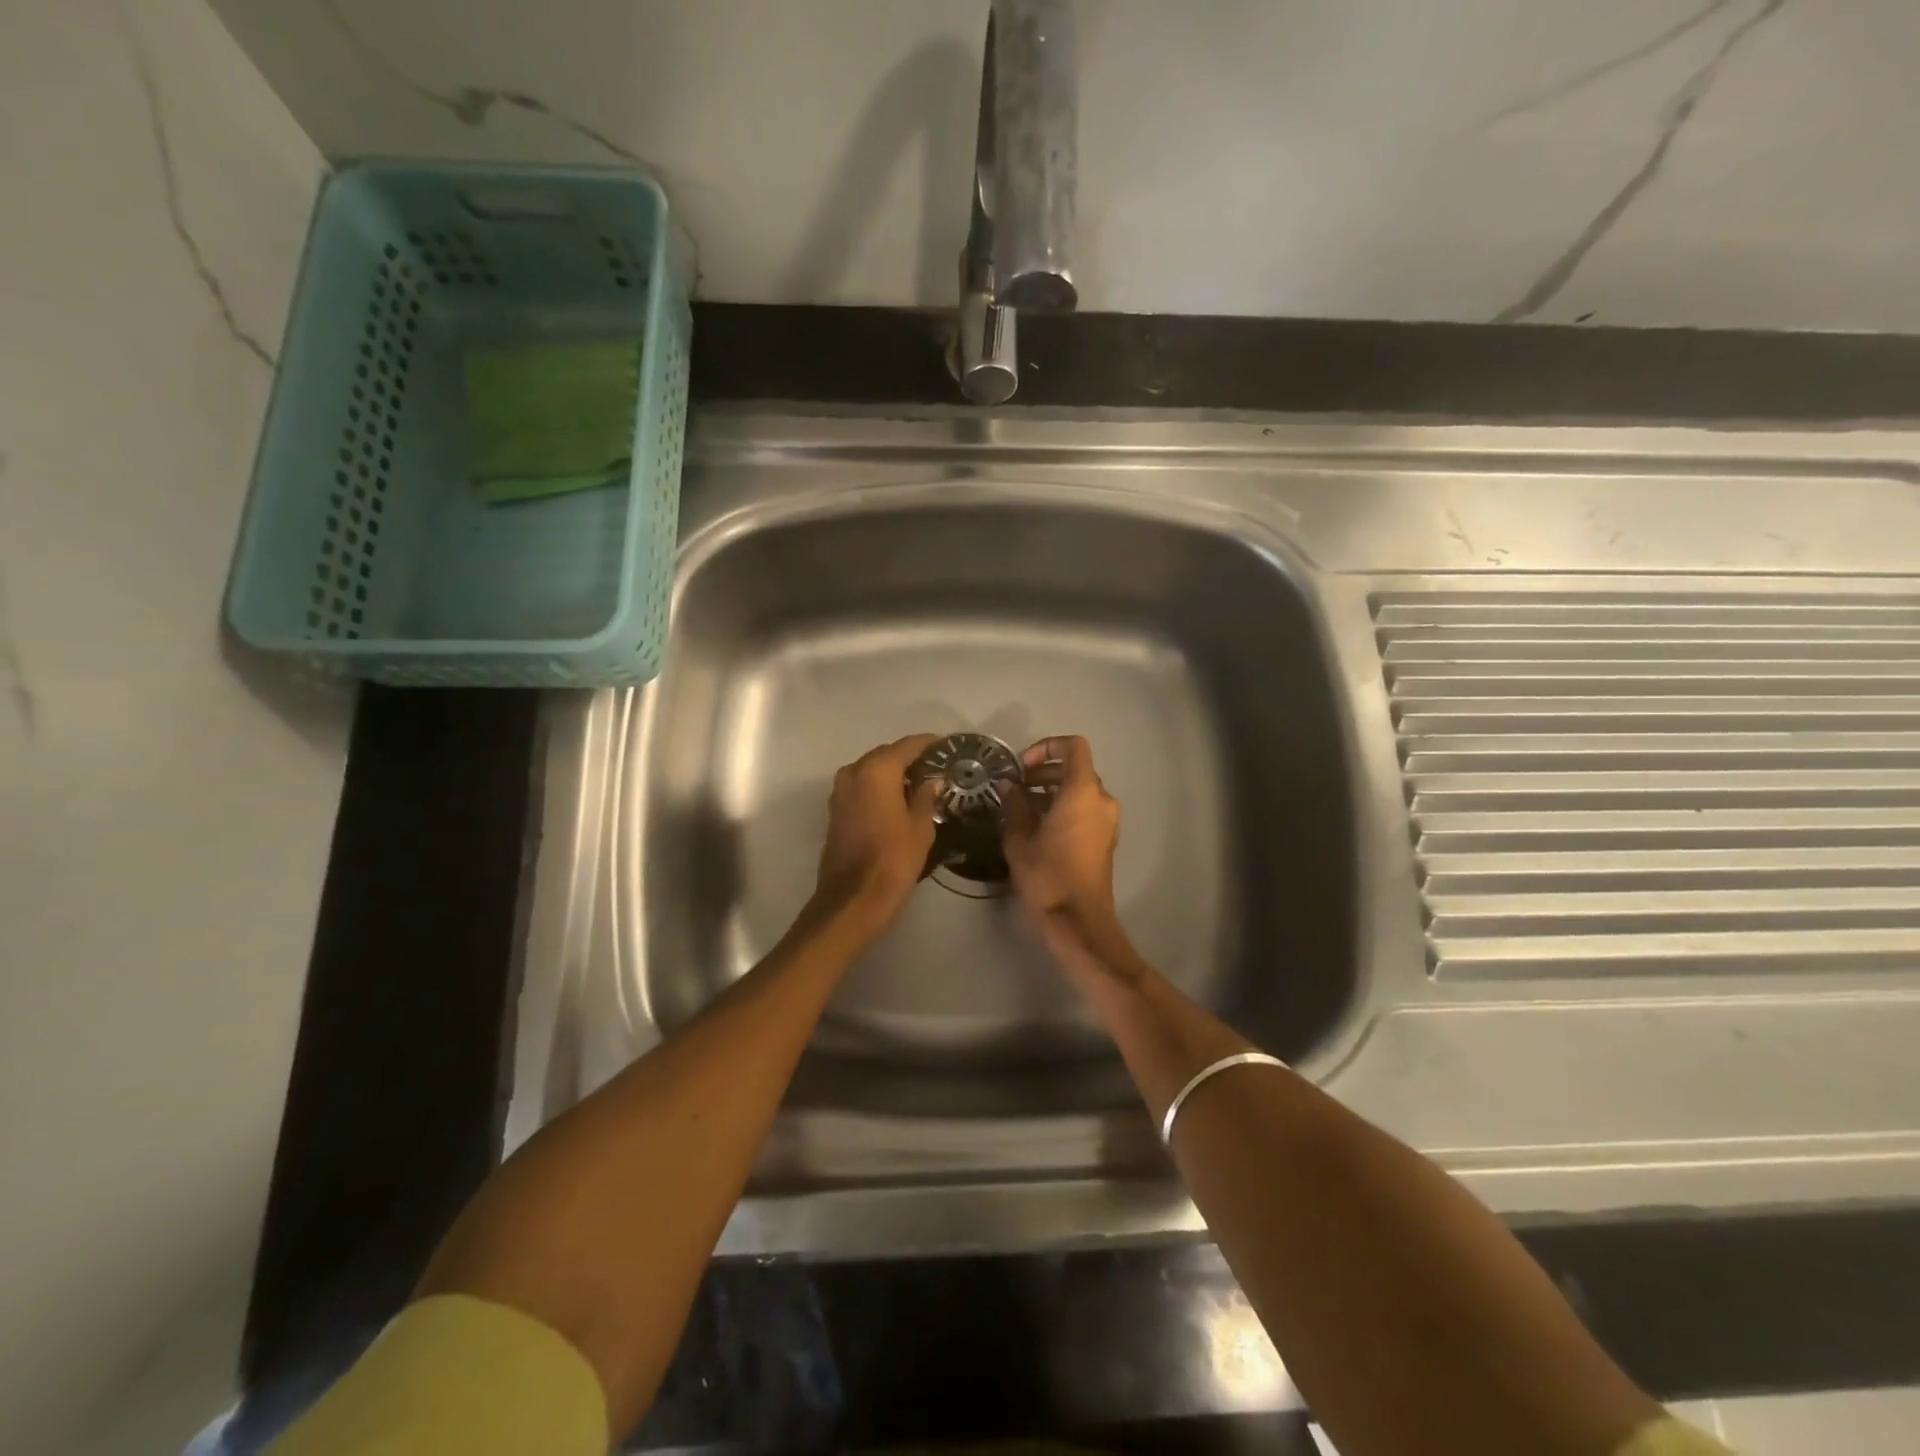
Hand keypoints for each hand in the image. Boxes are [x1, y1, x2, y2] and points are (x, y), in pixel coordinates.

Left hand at [814, 734, 941, 925]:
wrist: (853, 899)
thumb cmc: (893, 860)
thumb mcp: (921, 827)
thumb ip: (926, 797)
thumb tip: (931, 781)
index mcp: (877, 770)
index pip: (908, 745)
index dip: (929, 744)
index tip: (948, 746)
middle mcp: (854, 772)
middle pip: (887, 755)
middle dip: (911, 759)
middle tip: (937, 768)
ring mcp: (840, 791)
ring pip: (872, 771)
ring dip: (894, 774)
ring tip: (921, 785)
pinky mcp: (836, 810)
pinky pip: (862, 788)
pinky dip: (880, 788)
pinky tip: (899, 801)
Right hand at [1001, 736, 1131, 969]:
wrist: (1078, 922)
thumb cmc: (1047, 877)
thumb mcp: (1019, 840)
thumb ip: (1014, 806)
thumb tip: (1008, 786)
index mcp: (1082, 792)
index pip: (1073, 747)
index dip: (1047, 747)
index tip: (1023, 767)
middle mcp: (1101, 800)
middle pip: (1076, 769)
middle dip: (1045, 772)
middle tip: (1017, 788)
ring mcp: (1108, 821)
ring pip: (1081, 791)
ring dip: (1052, 792)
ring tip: (1022, 809)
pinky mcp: (1106, 839)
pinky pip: (1086, 810)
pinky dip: (1064, 808)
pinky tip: (1039, 828)